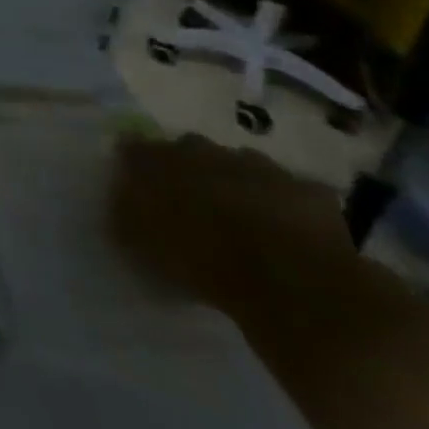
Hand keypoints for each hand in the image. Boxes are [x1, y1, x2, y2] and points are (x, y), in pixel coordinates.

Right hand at [109, 133, 354, 309]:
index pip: (132, 147)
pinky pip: (291, 191)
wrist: (290, 281)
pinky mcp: (307, 190)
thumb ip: (124, 214)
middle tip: (190, 201)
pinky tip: (286, 229)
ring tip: (240, 216)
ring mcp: (258, 165)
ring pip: (240, 165)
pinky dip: (285, 204)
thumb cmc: (201, 259)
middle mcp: (202, 150)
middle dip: (188, 168)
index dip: (134, 165)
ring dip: (236, 182)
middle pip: (188, 149)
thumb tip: (120, 202)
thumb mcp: (141, 244)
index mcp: (157, 159)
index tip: (136, 184)